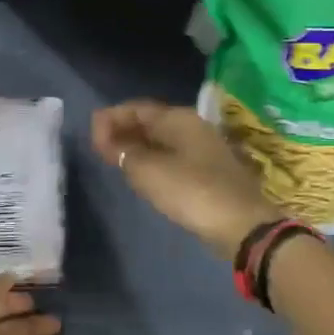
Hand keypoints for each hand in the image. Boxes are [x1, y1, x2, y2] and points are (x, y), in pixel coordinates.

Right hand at [92, 100, 277, 259]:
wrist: (243, 226)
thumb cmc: (191, 191)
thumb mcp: (148, 171)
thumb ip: (123, 151)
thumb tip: (106, 137)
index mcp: (179, 118)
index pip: (137, 108)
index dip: (110, 118)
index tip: (91, 135)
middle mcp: (193, 126)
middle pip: (150, 122)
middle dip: (123, 130)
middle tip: (99, 147)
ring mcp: (203, 149)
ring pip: (162, 140)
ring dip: (137, 146)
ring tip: (115, 160)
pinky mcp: (209, 171)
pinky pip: (172, 156)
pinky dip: (152, 159)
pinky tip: (142, 174)